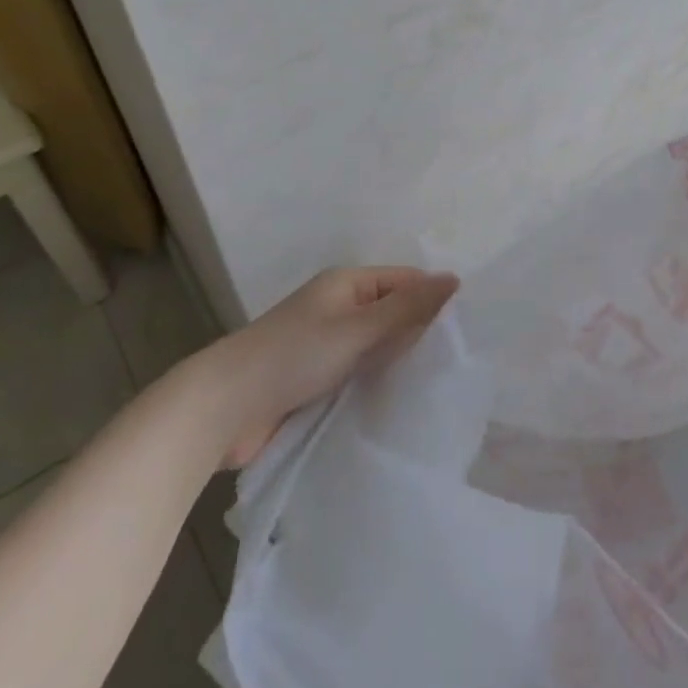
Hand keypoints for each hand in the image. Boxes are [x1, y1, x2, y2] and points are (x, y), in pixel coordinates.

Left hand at [215, 266, 459, 466]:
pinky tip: (400, 400)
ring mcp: (325, 344)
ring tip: (437, 383)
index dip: (432, 300)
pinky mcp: (315, 378)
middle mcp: (337, 307)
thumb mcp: (357, 329)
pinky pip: (358, 372)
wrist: (223, 408)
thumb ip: (407, 308)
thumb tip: (454, 279)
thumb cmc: (293, 356)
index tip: (465, 331)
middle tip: (456, 361)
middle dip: (418, 332)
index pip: (404, 281)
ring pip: (376, 346)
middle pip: (391, 313)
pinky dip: (376, 381)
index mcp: (346, 283)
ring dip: (397, 360)